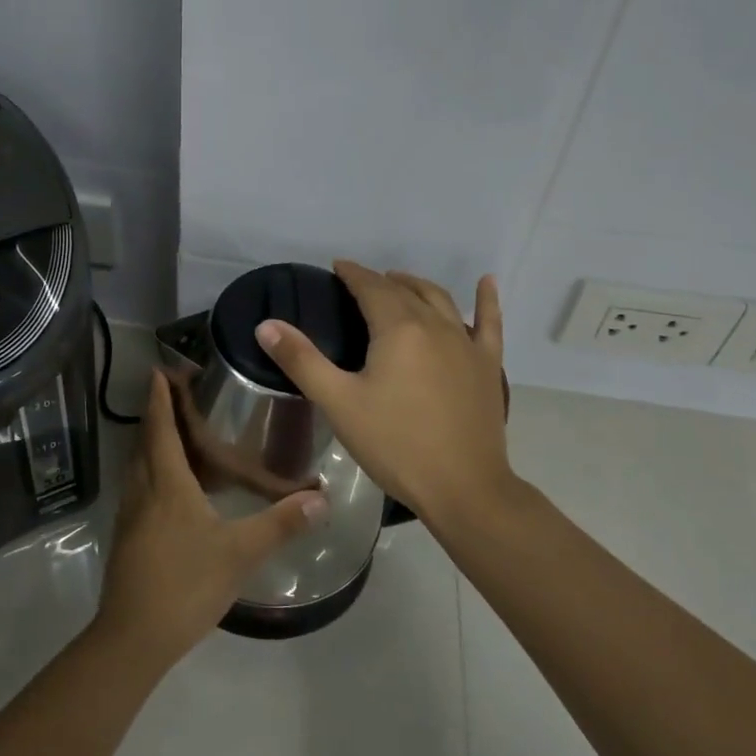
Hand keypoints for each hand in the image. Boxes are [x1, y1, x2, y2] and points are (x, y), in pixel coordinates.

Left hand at [94, 369, 327, 670]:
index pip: (161, 428)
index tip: (159, 370)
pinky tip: (175, 486)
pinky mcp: (129, 537)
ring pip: (140, 465)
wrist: (133, 638)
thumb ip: (280, 524)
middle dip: (157, 414)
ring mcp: (131, 515)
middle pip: (146, 441)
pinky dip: (154, 471)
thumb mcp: (239, 553)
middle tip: (177, 393)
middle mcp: (143, 490)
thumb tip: (321, 498)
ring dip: (153, 442)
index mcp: (166, 484)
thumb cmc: (185, 584)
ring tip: (180, 432)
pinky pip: (141, 488)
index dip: (160, 398)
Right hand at [254, 261, 512, 526]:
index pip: (371, 288)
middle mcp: (435, 325)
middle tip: (359, 283)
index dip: (352, 273)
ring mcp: (466, 343)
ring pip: (440, 300)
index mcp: (398, 329)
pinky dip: (487, 300)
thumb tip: (266, 324)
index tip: (337, 267)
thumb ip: (301, 360)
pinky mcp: (487, 365)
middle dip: (379, 281)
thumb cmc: (394, 444)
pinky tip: (487, 282)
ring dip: (417, 286)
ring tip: (400, 282)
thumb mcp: (339, 403)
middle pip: (404, 291)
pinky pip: (489, 323)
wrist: (463, 487)